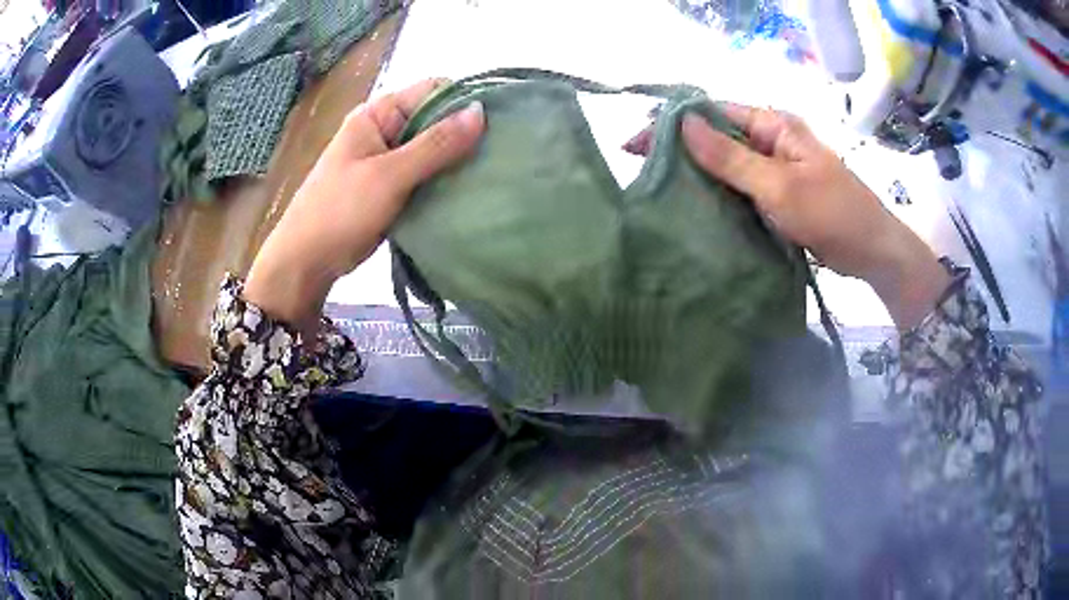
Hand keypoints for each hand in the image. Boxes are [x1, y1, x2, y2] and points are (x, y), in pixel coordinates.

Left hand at [244, 79, 485, 337]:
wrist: (306, 262)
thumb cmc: (339, 212)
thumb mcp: (389, 176)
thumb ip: (435, 145)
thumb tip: (481, 111)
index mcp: (378, 114)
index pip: (433, 90)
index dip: (464, 102)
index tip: (497, 125)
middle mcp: (385, 129)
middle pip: (436, 119)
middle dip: (465, 134)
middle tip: (500, 154)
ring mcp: (389, 159)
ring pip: (434, 149)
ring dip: (457, 160)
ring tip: (491, 173)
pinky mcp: (392, 186)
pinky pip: (426, 174)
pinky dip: (445, 180)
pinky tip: (468, 190)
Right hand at [627, 104, 948, 328]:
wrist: (872, 252)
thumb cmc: (831, 213)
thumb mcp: (779, 185)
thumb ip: (731, 157)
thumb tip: (684, 123)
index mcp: (774, 125)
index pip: (713, 112)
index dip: (674, 123)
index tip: (636, 144)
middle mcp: (771, 140)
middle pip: (717, 136)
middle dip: (681, 150)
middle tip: (641, 171)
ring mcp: (775, 168)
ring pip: (727, 164)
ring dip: (698, 174)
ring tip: (660, 191)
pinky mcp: (777, 193)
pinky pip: (740, 188)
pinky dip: (718, 195)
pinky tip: (696, 208)